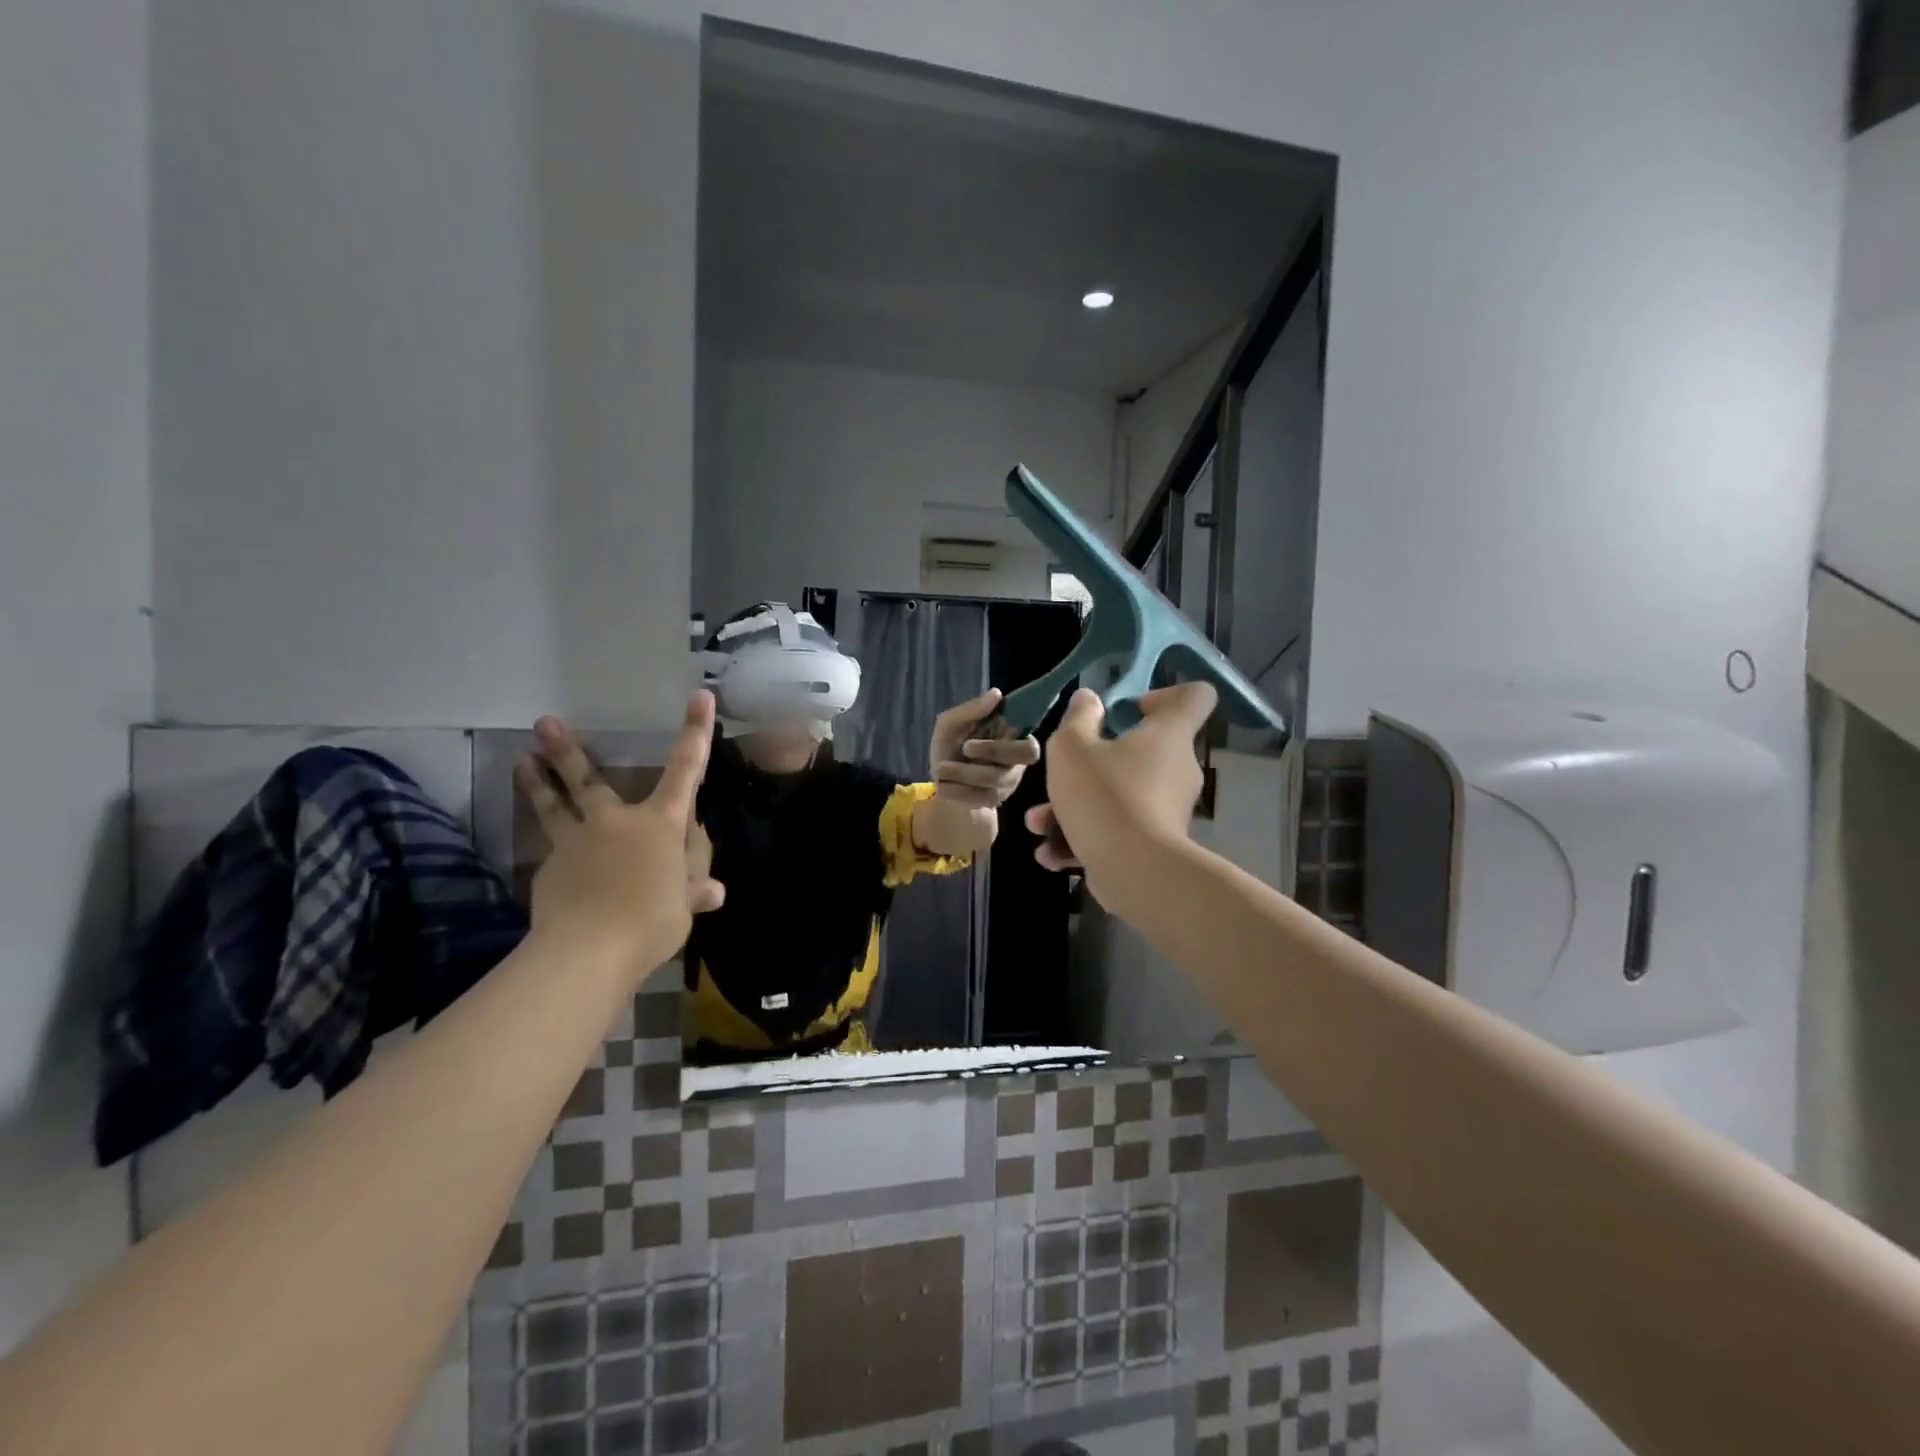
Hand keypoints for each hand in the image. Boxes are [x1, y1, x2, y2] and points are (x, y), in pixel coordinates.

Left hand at [514, 693, 725, 972]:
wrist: (587, 950)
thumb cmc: (650, 921)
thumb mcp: (683, 909)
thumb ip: (693, 893)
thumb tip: (713, 891)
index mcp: (659, 824)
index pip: (685, 770)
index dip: (695, 732)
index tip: (699, 696)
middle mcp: (616, 822)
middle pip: (589, 780)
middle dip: (568, 750)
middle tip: (544, 722)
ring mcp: (576, 843)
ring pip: (554, 806)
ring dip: (537, 782)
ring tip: (520, 759)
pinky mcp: (549, 869)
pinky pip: (553, 853)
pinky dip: (555, 850)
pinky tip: (553, 864)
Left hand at [928, 688, 1041, 837]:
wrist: (940, 784)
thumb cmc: (950, 749)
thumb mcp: (950, 725)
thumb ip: (970, 710)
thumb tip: (997, 693)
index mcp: (1012, 738)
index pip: (1032, 740)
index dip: (1016, 735)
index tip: (992, 728)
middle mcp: (1017, 761)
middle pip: (1025, 755)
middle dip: (993, 749)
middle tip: (965, 747)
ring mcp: (1008, 784)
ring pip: (997, 777)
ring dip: (964, 771)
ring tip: (940, 768)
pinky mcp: (994, 801)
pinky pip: (982, 797)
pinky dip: (958, 790)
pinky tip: (943, 786)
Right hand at [1024, 683, 1216, 898]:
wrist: (1134, 872)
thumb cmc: (1105, 795)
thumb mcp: (1072, 747)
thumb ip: (1078, 718)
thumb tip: (1089, 700)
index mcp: (1169, 734)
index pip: (1194, 696)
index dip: (1164, 695)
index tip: (1128, 710)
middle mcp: (1177, 769)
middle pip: (1142, 752)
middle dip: (1094, 762)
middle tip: (1063, 773)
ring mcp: (1168, 810)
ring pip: (1119, 796)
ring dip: (1077, 806)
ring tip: (1039, 822)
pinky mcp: (1155, 846)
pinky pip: (1118, 830)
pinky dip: (1085, 838)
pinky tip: (1051, 853)